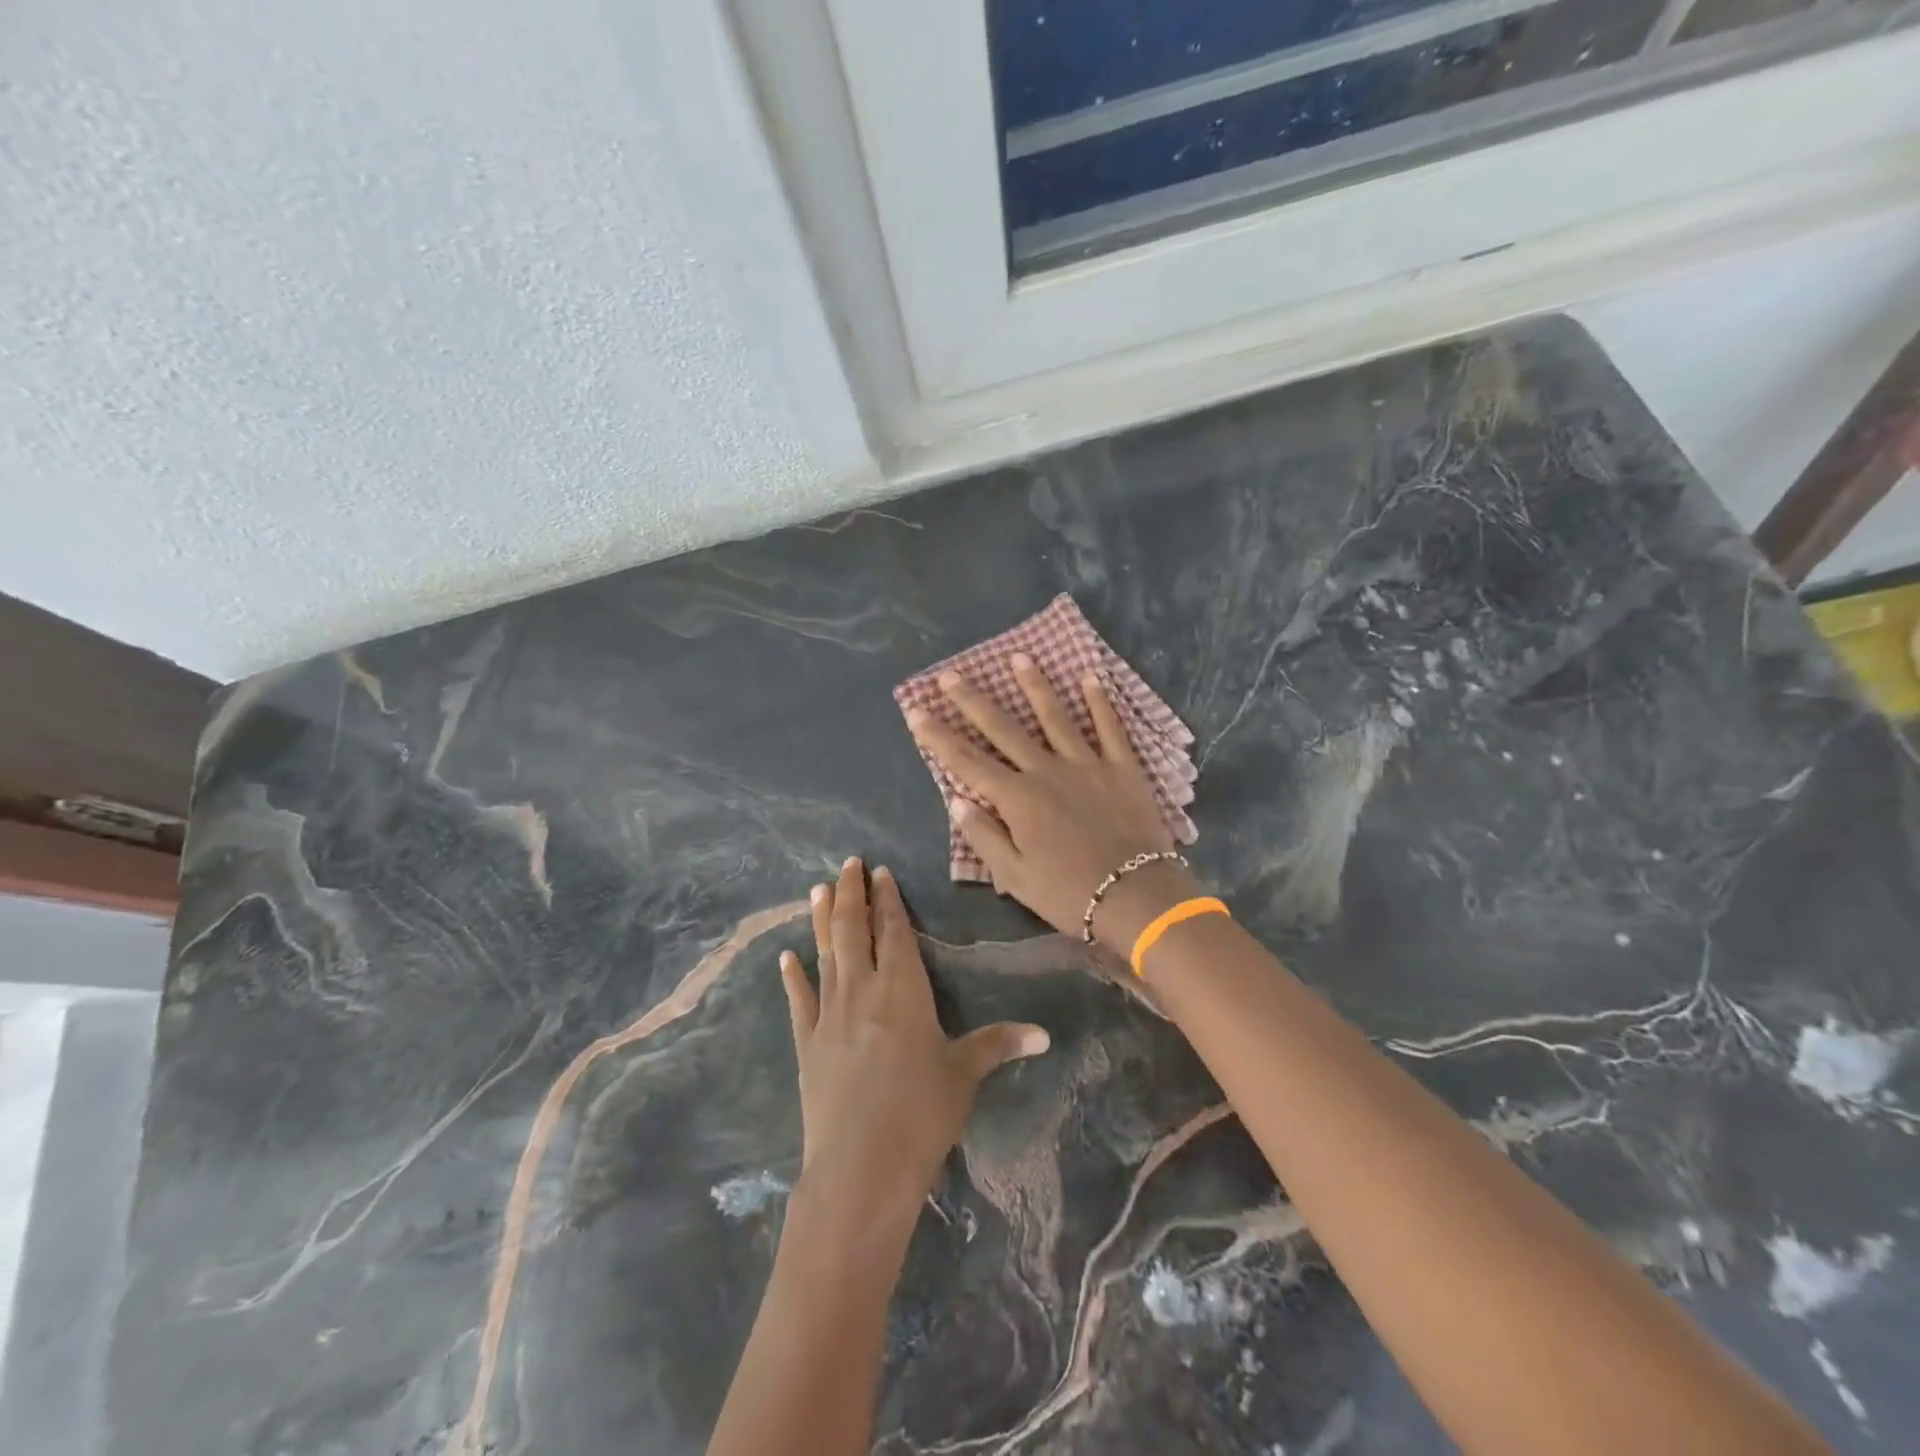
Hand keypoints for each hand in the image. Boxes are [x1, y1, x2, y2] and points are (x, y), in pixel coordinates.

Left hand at [778, 858, 1049, 1221]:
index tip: (879, 872)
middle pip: (853, 930)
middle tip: (848, 864)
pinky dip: (793, 976)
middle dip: (851, 893)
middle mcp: (863, 990)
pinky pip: (799, 1000)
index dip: (887, 899)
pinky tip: (785, 956)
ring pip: (824, 953)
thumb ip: (999, 1044)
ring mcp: (829, 1015)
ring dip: (821, 919)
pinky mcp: (806, 1044)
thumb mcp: (964, 1075)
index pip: (894, 931)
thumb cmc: (921, 1114)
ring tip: (817, 888)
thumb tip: (1045, 1034)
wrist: (860, 1168)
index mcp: (903, 989)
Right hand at [905, 655, 1201, 952]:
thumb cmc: (1069, 893)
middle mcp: (1046, 770)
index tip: (916, 711)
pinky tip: (1090, 677)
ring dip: (1035, 685)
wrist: (1136, 896)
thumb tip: (957, 800)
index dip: (938, 736)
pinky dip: (1100, 702)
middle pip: (1003, 728)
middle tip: (951, 674)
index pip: (967, 761)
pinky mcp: (1122, 766)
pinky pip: (1110, 727)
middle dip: (973, 700)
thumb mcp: (1015, 877)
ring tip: (1018, 657)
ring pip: (1055, 716)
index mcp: (1017, 799)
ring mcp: (1086, 763)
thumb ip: (984, 836)